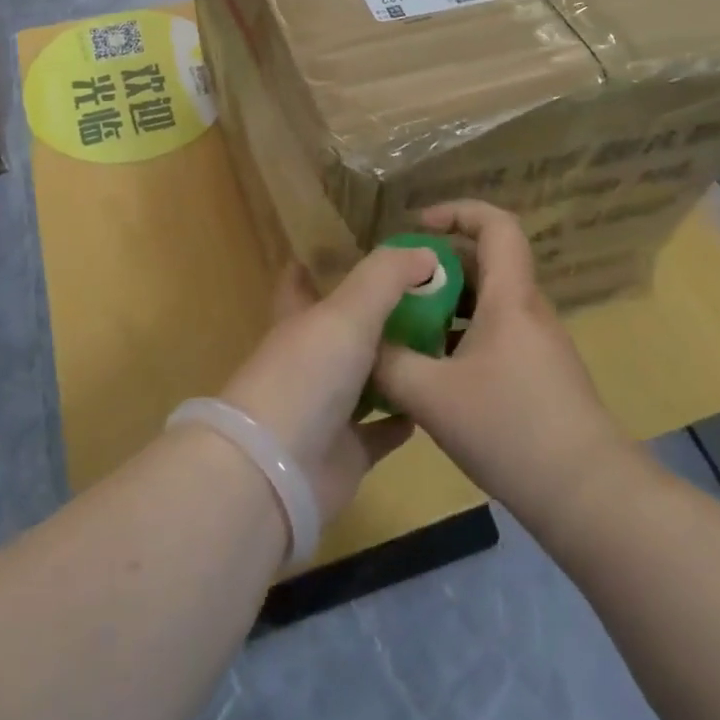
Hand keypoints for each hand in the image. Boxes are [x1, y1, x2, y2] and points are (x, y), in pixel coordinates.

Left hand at [217, 249, 429, 524]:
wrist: (277, 471)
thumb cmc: (307, 376)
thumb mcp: (348, 311)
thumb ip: (386, 276)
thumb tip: (427, 251)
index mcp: (300, 320)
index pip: (302, 282)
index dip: (319, 264)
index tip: (351, 249)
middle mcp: (310, 360)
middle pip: (344, 330)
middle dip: (377, 314)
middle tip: (429, 297)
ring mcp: (326, 408)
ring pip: (366, 378)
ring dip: (396, 364)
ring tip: (443, 342)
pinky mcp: (346, 451)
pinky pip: (381, 430)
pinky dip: (403, 417)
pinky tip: (432, 402)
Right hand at [371, 201, 630, 529]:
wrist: (587, 494)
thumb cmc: (510, 429)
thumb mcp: (432, 396)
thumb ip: (389, 363)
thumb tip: (363, 344)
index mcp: (509, 298)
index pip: (496, 225)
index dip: (457, 212)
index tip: (418, 226)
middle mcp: (528, 310)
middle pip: (486, 262)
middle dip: (439, 265)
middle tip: (398, 286)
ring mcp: (539, 343)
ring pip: (489, 302)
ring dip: (448, 305)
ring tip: (407, 328)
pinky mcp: (541, 374)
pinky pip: (497, 333)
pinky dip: (463, 335)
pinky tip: (435, 371)